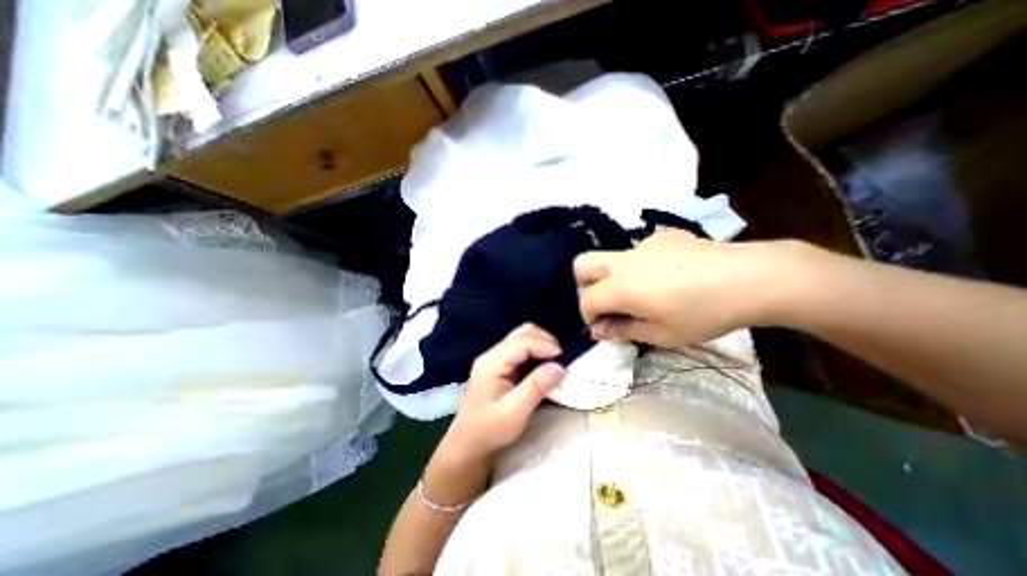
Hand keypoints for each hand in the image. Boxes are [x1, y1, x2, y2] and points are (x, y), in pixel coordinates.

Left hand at [443, 323, 564, 463]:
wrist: (469, 441)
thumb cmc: (490, 429)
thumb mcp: (515, 413)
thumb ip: (536, 387)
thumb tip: (559, 367)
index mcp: (492, 364)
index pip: (522, 342)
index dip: (544, 345)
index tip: (563, 358)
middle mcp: (492, 354)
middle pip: (522, 332)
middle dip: (544, 340)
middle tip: (561, 358)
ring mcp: (495, 357)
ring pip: (522, 336)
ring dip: (541, 343)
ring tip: (555, 360)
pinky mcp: (500, 363)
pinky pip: (521, 347)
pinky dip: (536, 350)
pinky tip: (544, 363)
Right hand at [574, 229, 795, 347]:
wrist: (751, 277)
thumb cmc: (704, 314)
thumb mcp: (662, 334)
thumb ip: (624, 330)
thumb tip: (598, 331)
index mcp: (622, 287)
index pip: (587, 299)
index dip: (588, 315)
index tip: (603, 326)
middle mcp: (624, 261)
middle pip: (582, 264)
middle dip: (584, 285)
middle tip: (605, 303)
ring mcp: (643, 245)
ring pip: (609, 257)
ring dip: (612, 277)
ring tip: (642, 294)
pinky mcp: (662, 236)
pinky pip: (637, 252)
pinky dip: (639, 267)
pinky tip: (667, 277)